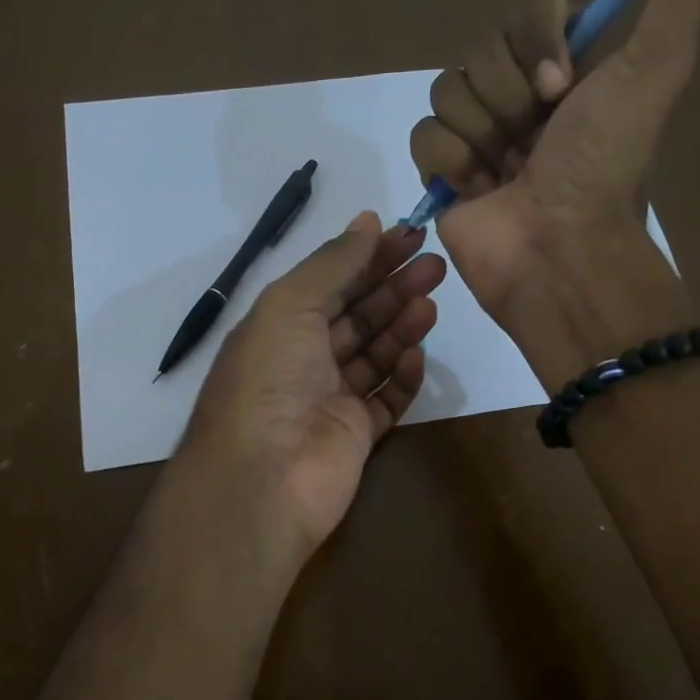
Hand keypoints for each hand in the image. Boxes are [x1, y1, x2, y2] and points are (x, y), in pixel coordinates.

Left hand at [180, 212, 445, 553]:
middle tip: (435, 264)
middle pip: (357, 316)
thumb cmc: (269, 380)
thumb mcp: (290, 305)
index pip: (330, 282)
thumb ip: (333, 264)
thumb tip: (367, 221)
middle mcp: (303, 360)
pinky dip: (403, 376)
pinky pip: (386, 399)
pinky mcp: (355, 435)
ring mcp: (330, 400)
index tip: (409, 235)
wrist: (264, 478)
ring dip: (402, 326)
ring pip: (375, 355)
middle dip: (393, 287)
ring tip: (431, 302)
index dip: (368, 257)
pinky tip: (416, 354)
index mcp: (278, 326)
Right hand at [408, 0, 699, 323]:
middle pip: (480, 49)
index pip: (526, 11)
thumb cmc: (603, 168)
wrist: (559, 251)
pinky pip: (423, 134)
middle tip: (535, 142)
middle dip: (509, 96)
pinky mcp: (442, 173)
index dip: (536, 41)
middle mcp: (520, 98)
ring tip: (506, 174)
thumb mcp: (655, 71)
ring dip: (482, 133)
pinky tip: (477, 190)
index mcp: (566, 73)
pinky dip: (450, 162)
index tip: (561, 88)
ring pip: (447, 89)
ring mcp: (478, 136)